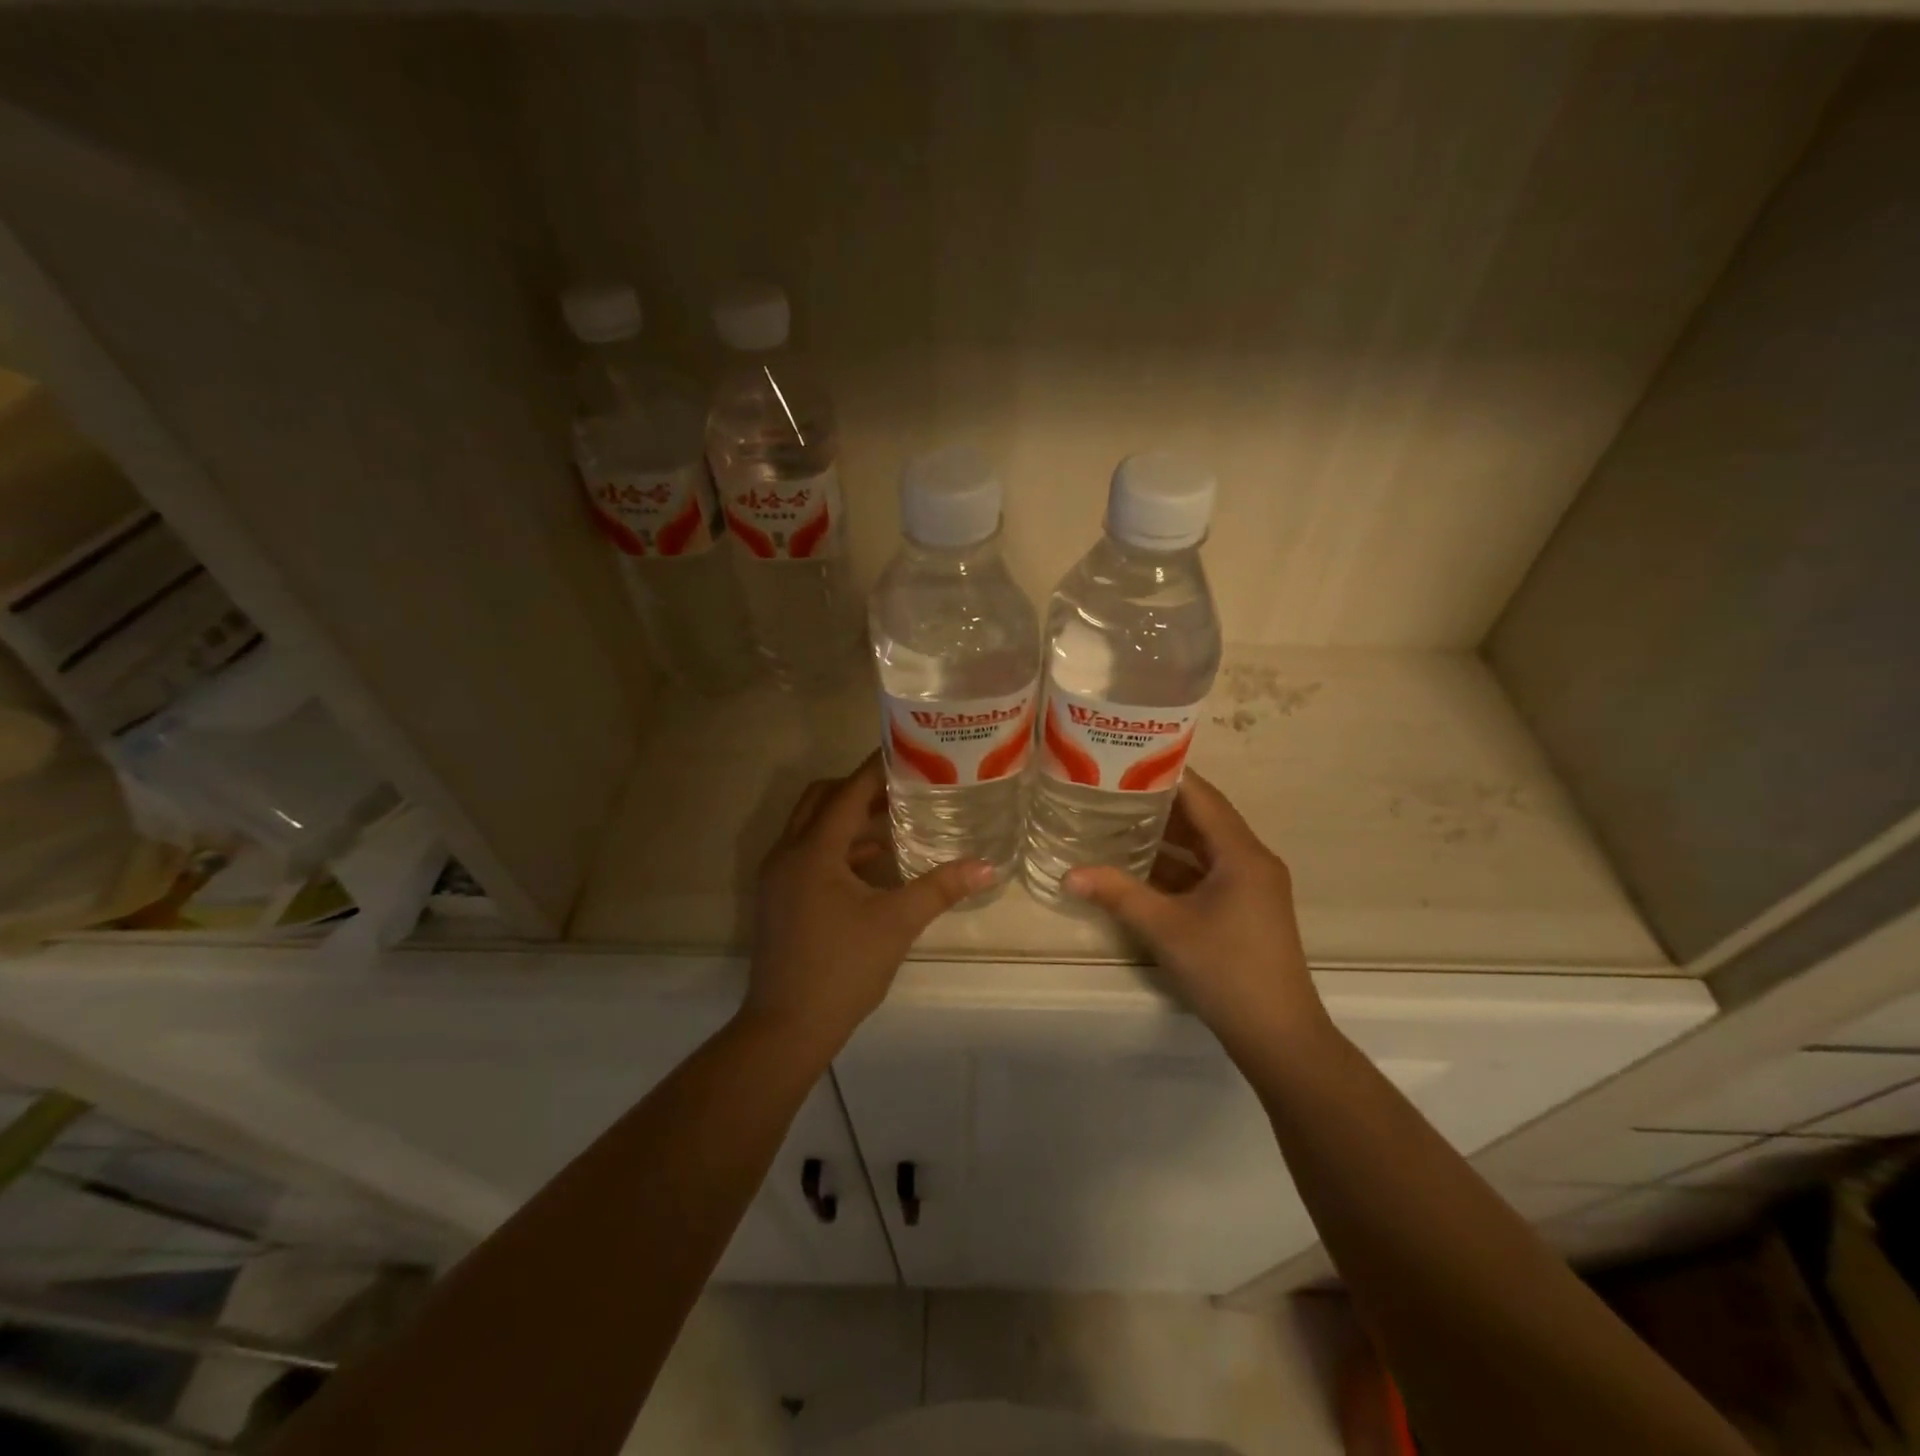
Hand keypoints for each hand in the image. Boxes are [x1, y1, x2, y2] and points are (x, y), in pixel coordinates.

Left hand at [743, 753, 992, 1054]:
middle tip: (901, 785)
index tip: (907, 751)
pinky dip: (838, 847)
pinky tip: (874, 862)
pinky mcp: (779, 898)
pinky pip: (808, 853)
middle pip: (821, 799)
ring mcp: (778, 877)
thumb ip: (940, 888)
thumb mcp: (896, 924)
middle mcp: (788, 853)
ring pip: (812, 826)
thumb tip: (987, 866)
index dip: (876, 769)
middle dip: (858, 787)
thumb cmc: (842, 968)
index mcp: (813, 851)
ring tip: (894, 817)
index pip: (847, 792)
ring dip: (847, 817)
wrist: (786, 1027)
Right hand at [1064, 770, 1330, 1063]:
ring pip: (1203, 847)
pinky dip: (1176, 865)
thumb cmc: (1226, 969)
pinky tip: (1140, 865)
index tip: (1126, 758)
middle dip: (1159, 802)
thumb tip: (1068, 874)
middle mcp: (1251, 860)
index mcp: (1241, 853)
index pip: (1201, 796)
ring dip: (1166, 835)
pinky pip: (1206, 871)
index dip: (1166, 774)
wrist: (1278, 1035)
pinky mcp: (1244, 908)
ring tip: (1118, 817)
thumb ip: (1117, 894)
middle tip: (1112, 786)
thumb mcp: (1165, 928)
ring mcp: (1250, 886)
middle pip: (1203, 817)